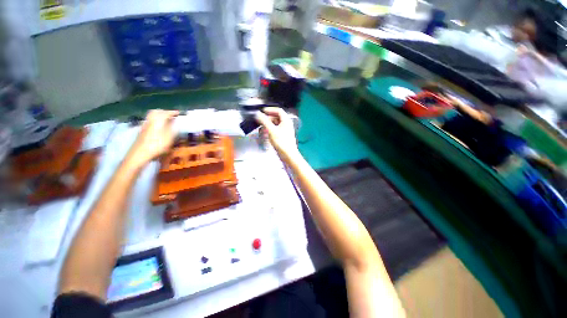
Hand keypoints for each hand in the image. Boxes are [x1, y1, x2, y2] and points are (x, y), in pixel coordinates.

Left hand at [127, 110, 178, 167]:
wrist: (139, 154)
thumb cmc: (156, 145)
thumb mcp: (169, 138)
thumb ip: (173, 129)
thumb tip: (176, 122)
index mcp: (157, 121)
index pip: (166, 113)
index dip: (173, 112)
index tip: (179, 113)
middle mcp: (150, 121)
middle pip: (156, 112)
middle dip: (164, 112)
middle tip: (171, 115)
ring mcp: (145, 125)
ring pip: (152, 116)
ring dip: (159, 116)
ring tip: (166, 120)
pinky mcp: (142, 131)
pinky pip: (149, 121)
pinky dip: (155, 121)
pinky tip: (159, 127)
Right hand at [255, 107, 299, 161]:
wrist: (288, 155)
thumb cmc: (282, 142)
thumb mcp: (271, 130)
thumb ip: (264, 121)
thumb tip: (257, 114)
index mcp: (286, 121)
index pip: (278, 111)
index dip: (270, 110)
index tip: (262, 111)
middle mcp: (286, 124)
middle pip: (276, 117)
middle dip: (267, 118)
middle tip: (260, 120)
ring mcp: (285, 131)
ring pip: (275, 124)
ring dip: (268, 125)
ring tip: (261, 128)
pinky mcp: (283, 137)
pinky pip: (275, 130)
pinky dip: (270, 130)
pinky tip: (265, 134)